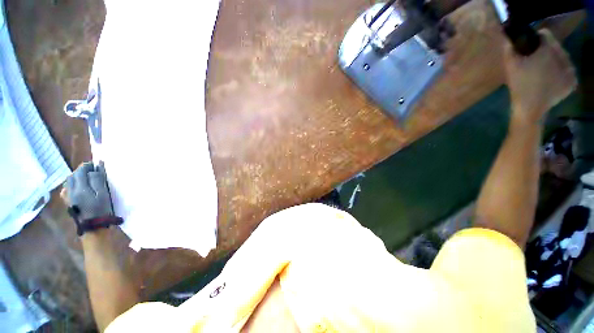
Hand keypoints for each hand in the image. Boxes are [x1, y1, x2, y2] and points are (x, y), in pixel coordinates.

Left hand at [61, 162, 114, 220]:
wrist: (93, 227)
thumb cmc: (102, 209)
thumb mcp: (103, 194)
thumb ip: (98, 180)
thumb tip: (96, 167)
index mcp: (80, 188)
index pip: (81, 171)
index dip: (88, 165)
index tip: (96, 163)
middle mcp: (71, 190)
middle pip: (73, 175)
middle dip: (81, 170)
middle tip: (91, 169)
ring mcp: (68, 197)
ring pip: (69, 182)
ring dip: (76, 176)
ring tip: (85, 177)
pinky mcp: (68, 203)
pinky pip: (66, 190)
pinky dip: (70, 185)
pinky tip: (75, 187)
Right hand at [504, 29, 576, 124]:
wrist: (530, 107)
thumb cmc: (520, 85)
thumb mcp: (510, 66)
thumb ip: (510, 50)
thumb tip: (510, 41)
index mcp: (548, 50)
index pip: (545, 34)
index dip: (536, 38)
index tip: (530, 47)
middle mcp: (563, 56)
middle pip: (555, 46)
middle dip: (547, 50)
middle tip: (536, 60)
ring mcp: (570, 70)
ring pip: (563, 58)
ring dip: (554, 60)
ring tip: (544, 70)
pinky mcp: (572, 81)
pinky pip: (567, 71)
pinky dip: (561, 72)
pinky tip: (552, 78)